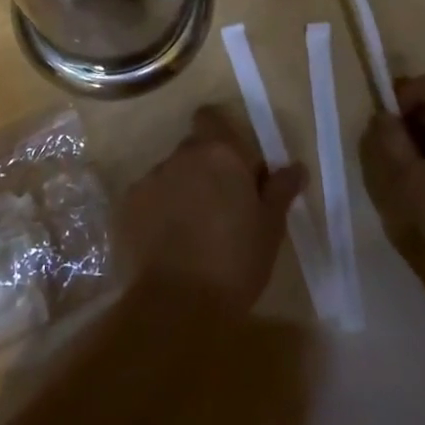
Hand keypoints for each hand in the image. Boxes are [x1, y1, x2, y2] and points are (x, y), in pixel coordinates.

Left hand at [121, 107, 306, 312]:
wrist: (176, 305)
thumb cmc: (235, 262)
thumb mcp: (270, 228)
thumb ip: (280, 190)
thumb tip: (296, 166)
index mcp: (219, 153)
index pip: (211, 118)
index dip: (221, 135)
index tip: (234, 165)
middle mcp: (181, 156)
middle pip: (193, 149)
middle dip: (205, 168)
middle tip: (222, 206)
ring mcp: (150, 179)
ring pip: (170, 175)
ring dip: (182, 191)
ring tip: (193, 231)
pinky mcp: (127, 206)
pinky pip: (148, 199)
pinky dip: (158, 212)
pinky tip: (168, 244)